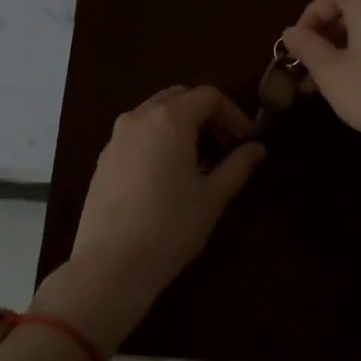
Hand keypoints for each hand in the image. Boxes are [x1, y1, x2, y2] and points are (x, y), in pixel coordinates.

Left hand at [35, 86, 265, 351]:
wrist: (110, 265)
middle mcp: (139, 117)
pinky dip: (157, 139)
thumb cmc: (170, 227)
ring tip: (197, 161)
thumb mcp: (213, 197)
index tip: (247, 139)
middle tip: (224, 145)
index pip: (208, 96)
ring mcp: (116, 137)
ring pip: (154, 113)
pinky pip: (136, 134)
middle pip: (178, 97)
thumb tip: (257, 148)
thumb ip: (238, 165)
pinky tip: (166, 175)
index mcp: (170, 119)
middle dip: (205, 114)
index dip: (233, 113)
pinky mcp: (103, 159)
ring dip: (180, 125)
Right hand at [281, 0, 360, 174]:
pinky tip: (357, 79)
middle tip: (310, 59)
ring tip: (328, 74)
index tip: (299, 41)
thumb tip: (290, 32)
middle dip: (327, 29)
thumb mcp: (330, 73)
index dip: (312, 12)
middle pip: (355, 5)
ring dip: (345, 42)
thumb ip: (307, 47)